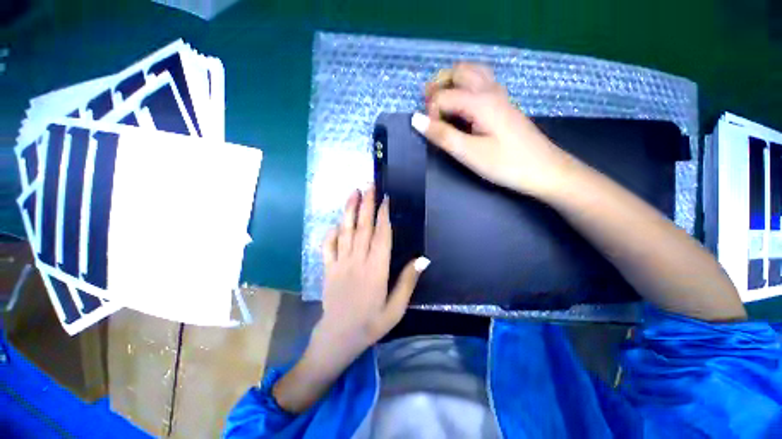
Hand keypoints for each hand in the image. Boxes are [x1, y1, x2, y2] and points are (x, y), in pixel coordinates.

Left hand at [312, 185, 427, 363]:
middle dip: (367, 204)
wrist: (338, 338)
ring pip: (345, 232)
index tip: (386, 198)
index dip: (383, 215)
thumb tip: (422, 259)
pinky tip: (336, 222)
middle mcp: (357, 261)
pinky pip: (328, 246)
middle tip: (369, 185)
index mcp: (376, 270)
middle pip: (363, 227)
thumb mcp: (396, 308)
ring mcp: (340, 263)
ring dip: (349, 211)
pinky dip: (331, 232)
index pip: (381, 236)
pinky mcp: (328, 269)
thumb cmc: (371, 324)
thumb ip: (408, 281)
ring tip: (353, 193)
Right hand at [415, 62, 575, 198]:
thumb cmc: (505, 164)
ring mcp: (500, 95)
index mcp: (480, 102)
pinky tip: (463, 106)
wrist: (544, 170)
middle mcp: (490, 90)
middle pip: (459, 71)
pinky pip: (482, 82)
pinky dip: (466, 86)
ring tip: (443, 104)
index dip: (430, 111)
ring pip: (473, 72)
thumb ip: (442, 135)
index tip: (431, 132)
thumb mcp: (469, 153)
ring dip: (453, 82)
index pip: (444, 94)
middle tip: (430, 109)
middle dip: (439, 85)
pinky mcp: (504, 104)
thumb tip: (416, 119)